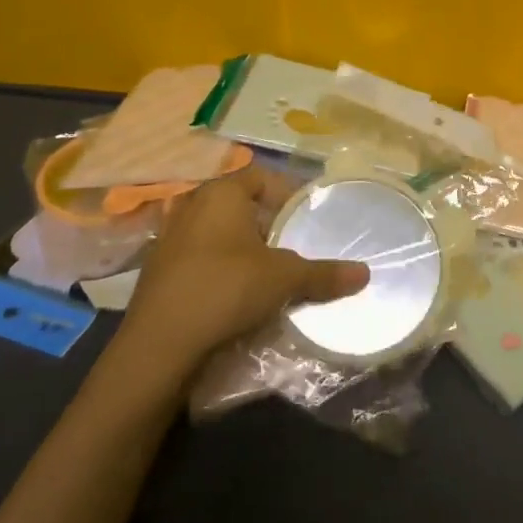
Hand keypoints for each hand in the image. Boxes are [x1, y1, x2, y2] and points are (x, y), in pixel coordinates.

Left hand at [117, 166, 369, 373]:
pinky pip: (198, 258)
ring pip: (216, 233)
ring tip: (267, 273)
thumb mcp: (284, 280)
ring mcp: (168, 238)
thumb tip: (365, 273)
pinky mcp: (157, 270)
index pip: (260, 176)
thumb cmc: (226, 290)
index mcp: (220, 192)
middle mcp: (191, 205)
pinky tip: (234, 295)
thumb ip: (323, 274)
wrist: (159, 346)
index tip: (305, 216)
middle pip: (238, 204)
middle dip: (265, 223)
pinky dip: (218, 268)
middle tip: (292, 246)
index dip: (285, 192)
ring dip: (241, 248)